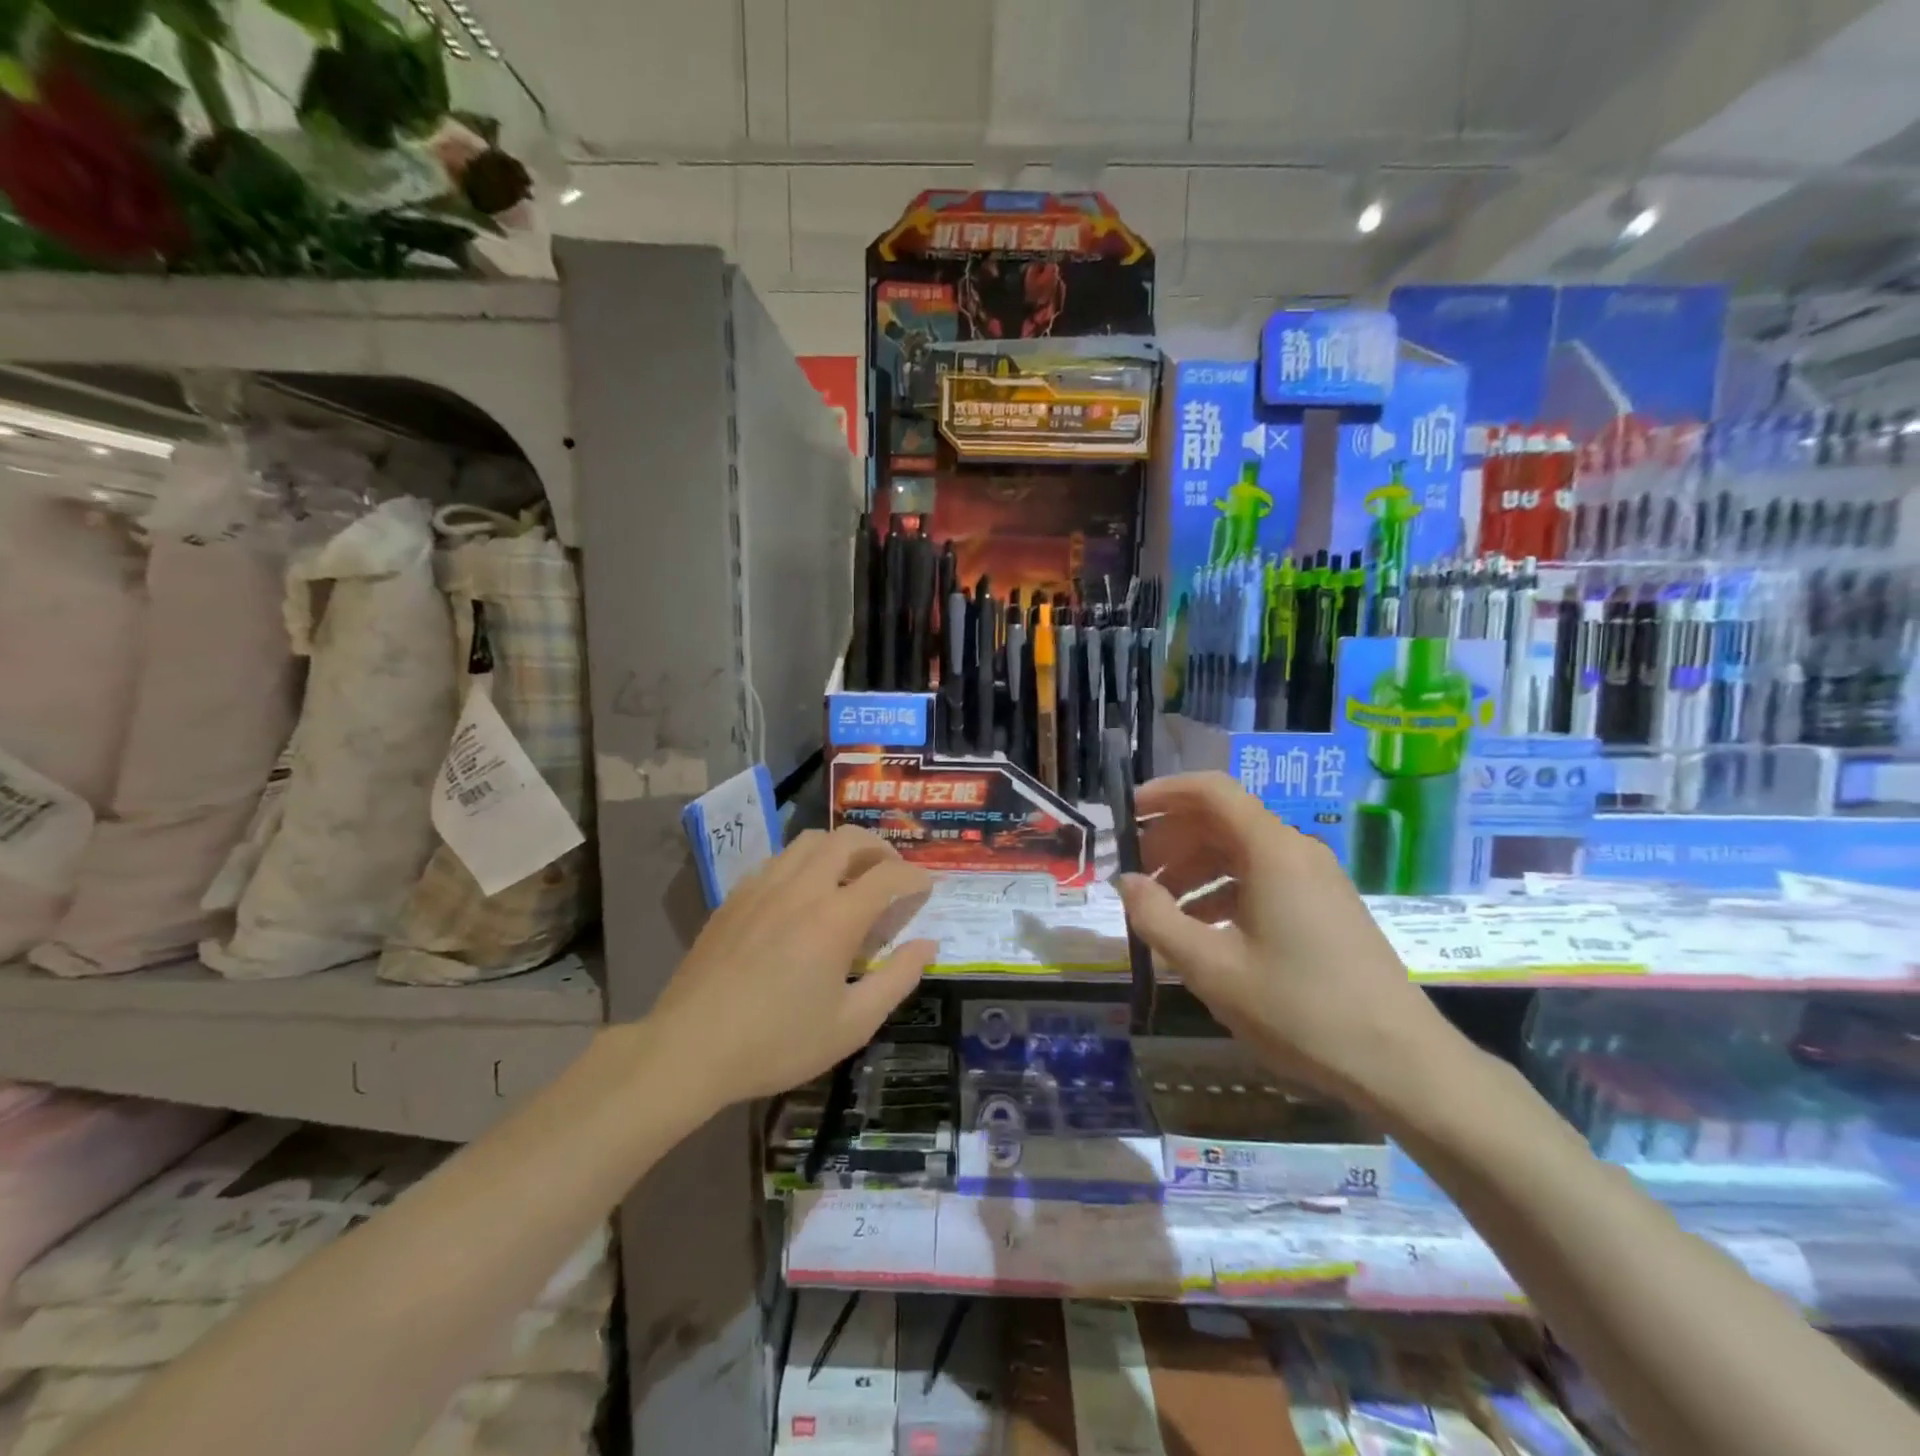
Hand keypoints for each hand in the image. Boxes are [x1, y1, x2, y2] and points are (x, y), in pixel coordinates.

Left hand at [650, 826, 937, 1106]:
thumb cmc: (777, 1043)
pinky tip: (803, 893)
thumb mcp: (852, 1024)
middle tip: (892, 872)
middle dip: (880, 847)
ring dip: (841, 848)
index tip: (926, 888)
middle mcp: (802, 887)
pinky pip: (779, 859)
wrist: (689, 1049)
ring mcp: (763, 886)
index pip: (888, 876)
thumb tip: (927, 944)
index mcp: (835, 917)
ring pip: (810, 841)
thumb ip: (898, 979)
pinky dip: (805, 862)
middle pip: (848, 839)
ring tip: (851, 875)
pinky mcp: (735, 895)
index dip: (915, 877)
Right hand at [1115, 772, 1451, 1108]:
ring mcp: (1315, 879)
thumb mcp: (1212, 968)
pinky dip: (1222, 891)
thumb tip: (1126, 881)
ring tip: (1159, 907)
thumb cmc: (1299, 1010)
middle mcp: (1295, 852)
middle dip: (1171, 839)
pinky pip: (1262, 879)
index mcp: (1272, 851)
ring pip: (1240, 852)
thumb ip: (1158, 918)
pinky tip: (1202, 929)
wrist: (1400, 1064)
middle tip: (1133, 873)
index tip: (1124, 817)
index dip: (1163, 794)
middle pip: (1222, 820)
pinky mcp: (1324, 907)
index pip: (1211, 791)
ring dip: (1193, 869)